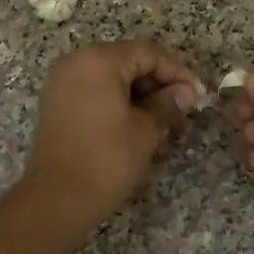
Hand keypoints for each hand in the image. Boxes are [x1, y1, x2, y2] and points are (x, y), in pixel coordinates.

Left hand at [21, 41, 201, 228]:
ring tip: (164, 119)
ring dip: (140, 93)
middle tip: (183, 108)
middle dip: (158, 83)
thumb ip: (168, 104)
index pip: (148, 53)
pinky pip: (94, 89)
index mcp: (99, 61)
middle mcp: (77, 62)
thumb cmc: (106, 160)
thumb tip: (186, 92)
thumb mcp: (145, 131)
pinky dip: (118, 100)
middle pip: (128, 60)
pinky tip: (137, 123)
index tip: (197, 95)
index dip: (177, 72)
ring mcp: (62, 81)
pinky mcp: (56, 102)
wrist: (55, 200)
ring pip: (112, 76)